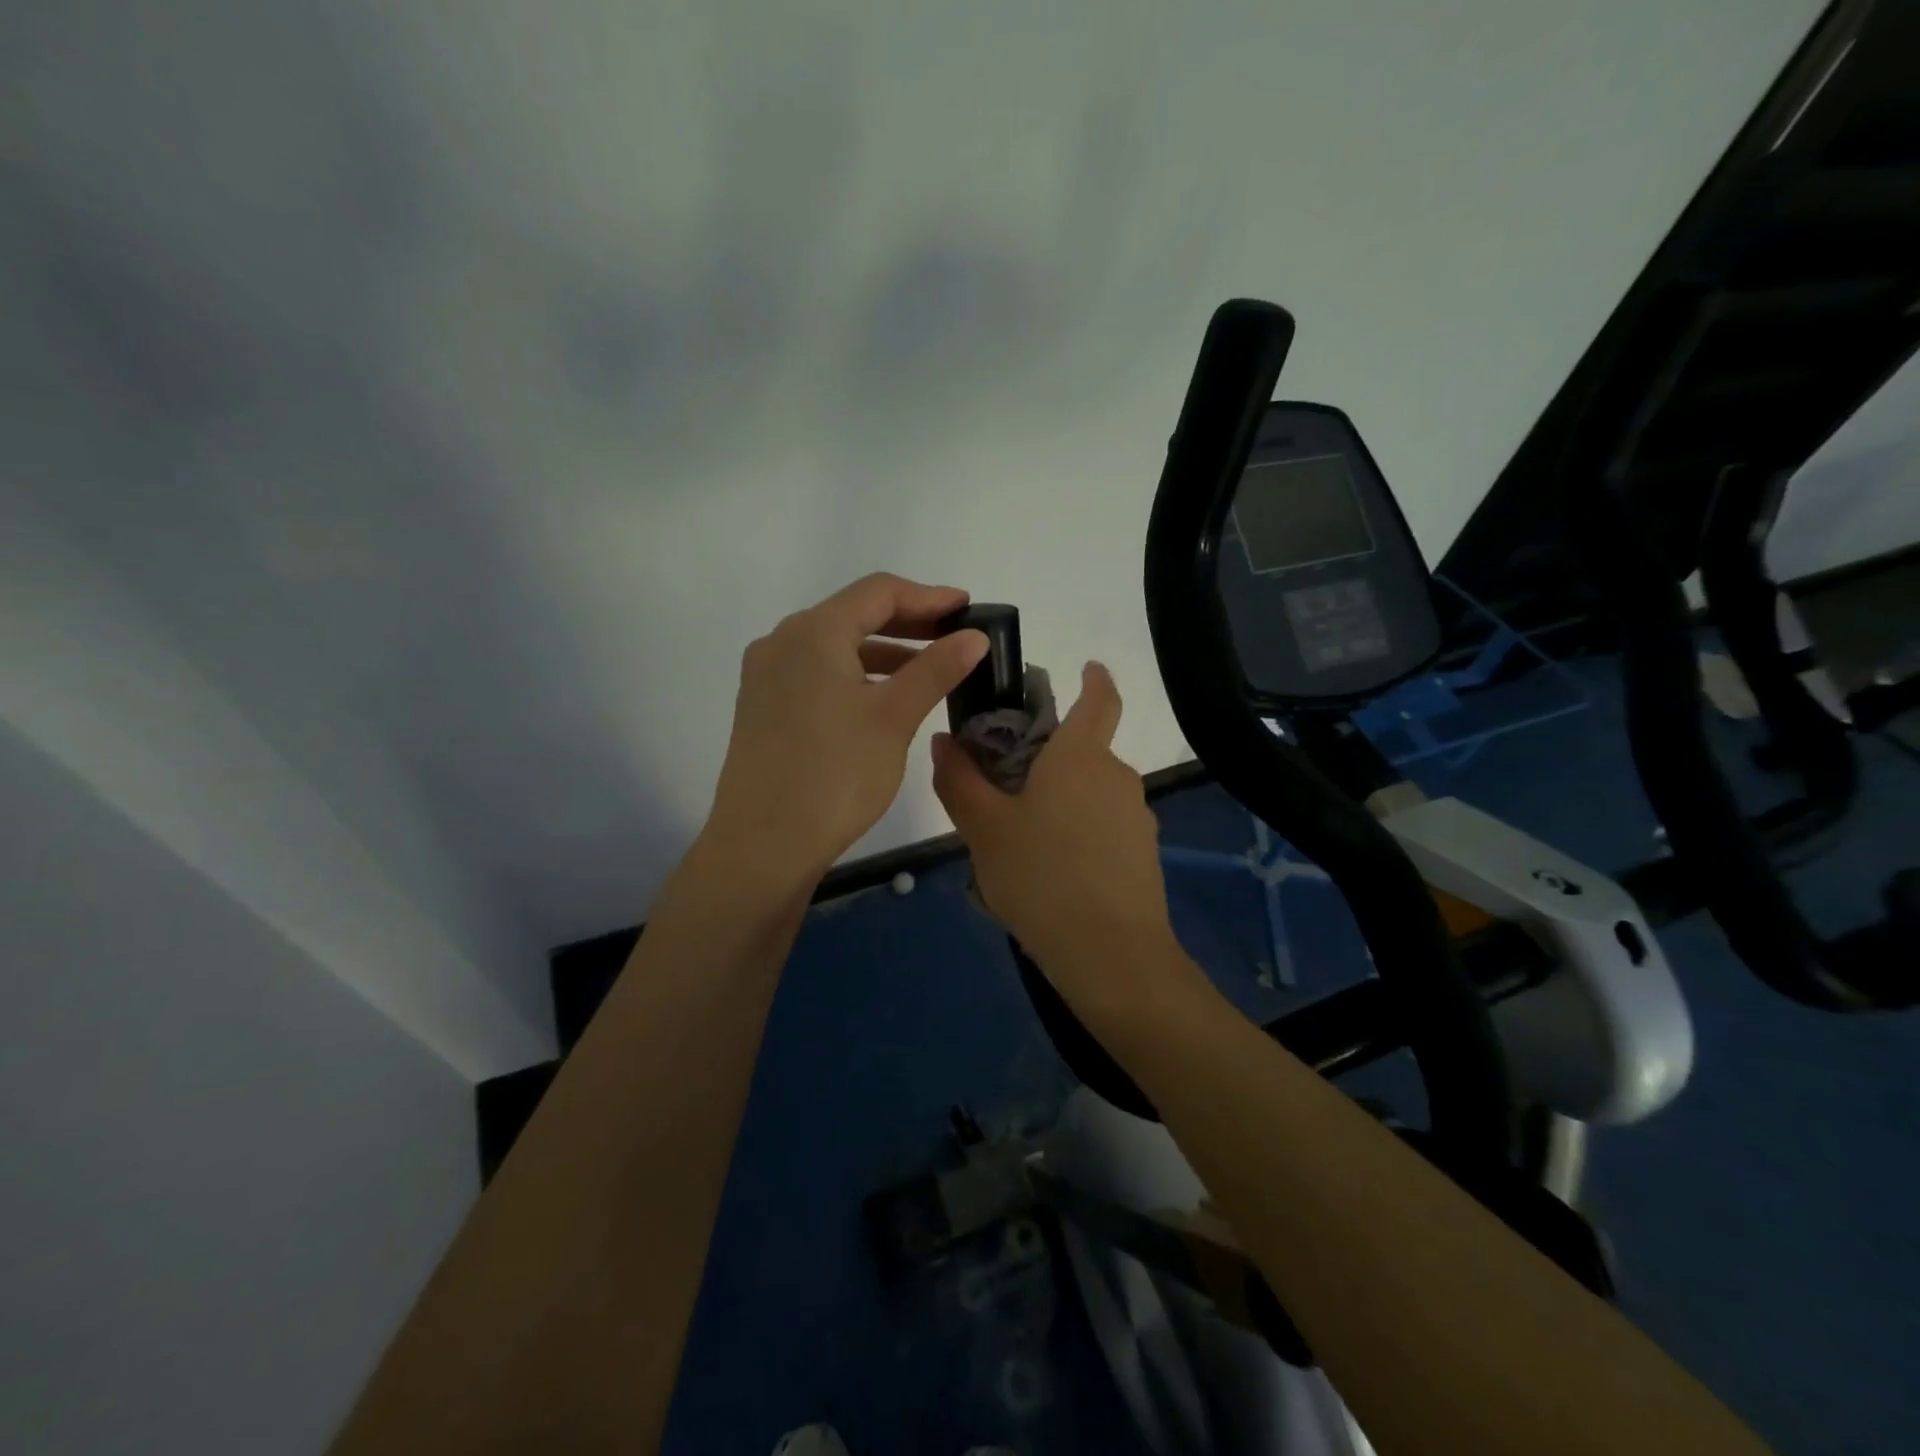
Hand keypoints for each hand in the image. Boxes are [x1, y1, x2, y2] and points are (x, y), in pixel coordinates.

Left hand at [706, 573, 989, 883]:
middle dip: (908, 623)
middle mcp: (782, 641)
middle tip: (954, 638)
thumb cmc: (836, 775)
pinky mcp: (761, 706)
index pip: (879, 592)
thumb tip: (975, 637)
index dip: (929, 596)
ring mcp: (766, 675)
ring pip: (835, 646)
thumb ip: (936, 669)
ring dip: (883, 652)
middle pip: (854, 614)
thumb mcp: (894, 717)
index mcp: (813, 632)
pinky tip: (882, 699)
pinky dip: (855, 675)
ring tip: (928, 672)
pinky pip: (816, 673)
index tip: (968, 609)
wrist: (764, 845)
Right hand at [932, 662, 1181, 1004]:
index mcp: (1081, 757)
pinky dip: (1078, 834)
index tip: (1088, 666)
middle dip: (1051, 759)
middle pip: (1085, 752)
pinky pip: (1103, 828)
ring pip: (1091, 794)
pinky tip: (1050, 874)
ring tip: (1019, 843)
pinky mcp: (1143, 854)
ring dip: (1061, 802)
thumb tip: (944, 740)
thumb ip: (960, 781)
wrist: (1110, 954)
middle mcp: (1116, 777)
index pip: (1099, 700)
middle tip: (1005, 787)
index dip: (1096, 678)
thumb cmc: (1041, 876)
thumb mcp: (984, 829)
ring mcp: (1136, 817)